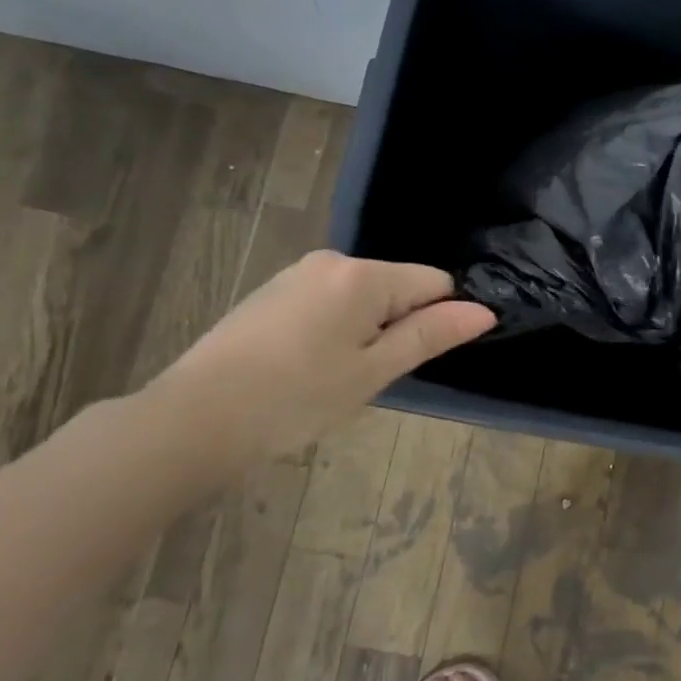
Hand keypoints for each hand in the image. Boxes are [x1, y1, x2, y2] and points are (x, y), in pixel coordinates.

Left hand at [145, 251, 495, 465]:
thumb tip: (484, 311)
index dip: (439, 319)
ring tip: (333, 378)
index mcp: (362, 275)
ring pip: (361, 298)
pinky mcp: (271, 294)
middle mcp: (331, 261)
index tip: (414, 360)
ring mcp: (296, 275)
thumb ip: (430, 335)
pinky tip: (306, 368)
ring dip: (365, 332)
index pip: (434, 282)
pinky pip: (328, 304)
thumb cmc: (297, 397)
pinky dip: (334, 331)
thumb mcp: (374, 371)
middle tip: (369, 377)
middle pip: (396, 287)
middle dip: (397, 327)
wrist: (195, 419)